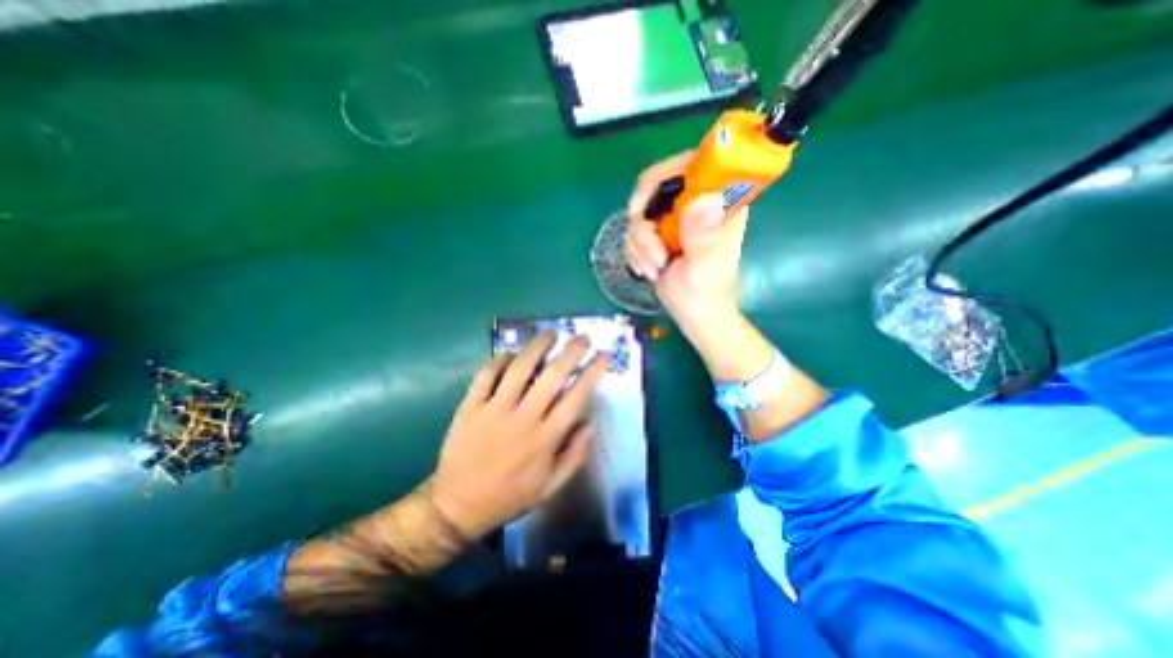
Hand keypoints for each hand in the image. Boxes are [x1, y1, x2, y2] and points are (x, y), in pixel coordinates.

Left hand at [430, 335, 608, 539]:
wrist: (457, 506)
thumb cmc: (509, 496)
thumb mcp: (550, 487)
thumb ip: (575, 455)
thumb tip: (590, 423)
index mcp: (546, 438)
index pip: (577, 397)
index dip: (593, 372)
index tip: (604, 354)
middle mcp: (523, 418)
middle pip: (552, 376)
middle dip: (571, 352)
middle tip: (581, 337)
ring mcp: (494, 410)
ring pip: (519, 368)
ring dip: (537, 346)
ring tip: (549, 333)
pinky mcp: (470, 407)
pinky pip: (486, 375)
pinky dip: (499, 360)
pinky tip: (510, 353)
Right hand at [628, 149, 744, 324]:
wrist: (693, 315)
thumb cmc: (705, 294)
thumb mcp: (705, 266)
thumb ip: (703, 236)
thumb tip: (704, 200)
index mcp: (720, 202)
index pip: (694, 163)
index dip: (666, 174)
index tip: (647, 207)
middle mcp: (696, 203)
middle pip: (656, 185)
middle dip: (644, 221)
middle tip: (649, 247)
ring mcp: (676, 218)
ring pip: (640, 212)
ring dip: (640, 244)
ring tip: (654, 268)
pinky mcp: (660, 233)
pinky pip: (634, 231)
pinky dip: (635, 252)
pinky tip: (648, 269)